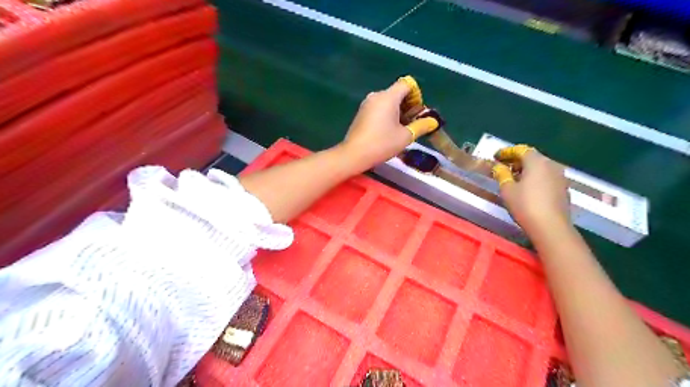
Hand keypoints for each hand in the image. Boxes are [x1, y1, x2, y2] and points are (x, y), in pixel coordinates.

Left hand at [341, 79, 414, 167]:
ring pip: (387, 101)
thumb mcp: (405, 136)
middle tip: (412, 123)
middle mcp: (376, 95)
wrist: (354, 154)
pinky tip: (387, 131)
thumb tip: (433, 121)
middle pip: (397, 93)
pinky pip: (378, 108)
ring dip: (397, 111)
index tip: (417, 112)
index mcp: (388, 97)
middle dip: (408, 105)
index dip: (416, 95)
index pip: (407, 84)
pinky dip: (386, 115)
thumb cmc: (382, 144)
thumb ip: (421, 126)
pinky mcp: (361, 113)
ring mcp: (366, 104)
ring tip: (401, 130)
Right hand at [490, 146, 571, 233]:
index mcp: (537, 162)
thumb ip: (502, 174)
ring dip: (527, 170)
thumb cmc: (525, 205)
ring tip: (514, 178)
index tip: (496, 156)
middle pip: (532, 157)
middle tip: (503, 167)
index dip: (507, 152)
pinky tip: (528, 188)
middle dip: (517, 160)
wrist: (551, 227)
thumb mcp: (507, 190)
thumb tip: (498, 167)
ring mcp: (560, 177)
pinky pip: (547, 177)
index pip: (521, 150)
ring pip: (541, 168)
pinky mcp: (563, 189)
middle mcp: (551, 165)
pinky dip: (536, 178)